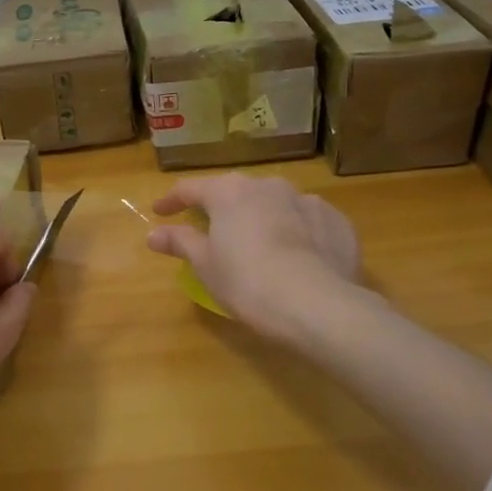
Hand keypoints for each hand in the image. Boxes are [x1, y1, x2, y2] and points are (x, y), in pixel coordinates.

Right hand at [146, 173, 367, 346]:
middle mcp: (268, 186)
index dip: (172, 201)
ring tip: (258, 245)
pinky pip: (307, 221)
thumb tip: (154, 234)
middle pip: (236, 192)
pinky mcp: (337, 221)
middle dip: (221, 209)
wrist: (318, 304)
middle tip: (211, 230)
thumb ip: (180, 242)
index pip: (191, 188)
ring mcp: (307, 200)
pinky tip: (297, 256)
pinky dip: (297, 232)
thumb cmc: (247, 281)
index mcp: (230, 192)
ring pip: (275, 204)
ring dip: (262, 218)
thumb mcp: (205, 265)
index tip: (159, 213)